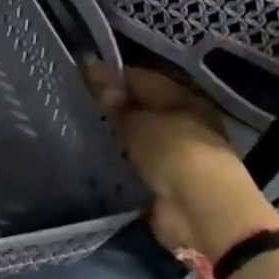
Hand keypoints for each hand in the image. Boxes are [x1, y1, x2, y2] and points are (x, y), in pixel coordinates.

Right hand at [83, 63, 278, 262]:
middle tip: (78, 105)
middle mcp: (184, 121)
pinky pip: (139, 161)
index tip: (80, 79)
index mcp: (183, 97)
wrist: (201, 211)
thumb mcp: (136, 120)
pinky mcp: (169, 179)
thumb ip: (113, 97)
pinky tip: (99, 156)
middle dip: (114, 107)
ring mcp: (177, 151)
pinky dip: (124, 159)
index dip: (110, 76)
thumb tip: (92, 66)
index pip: (140, 77)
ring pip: (139, 135)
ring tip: (83, 129)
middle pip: (141, 106)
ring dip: (118, 135)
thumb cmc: (173, 152)